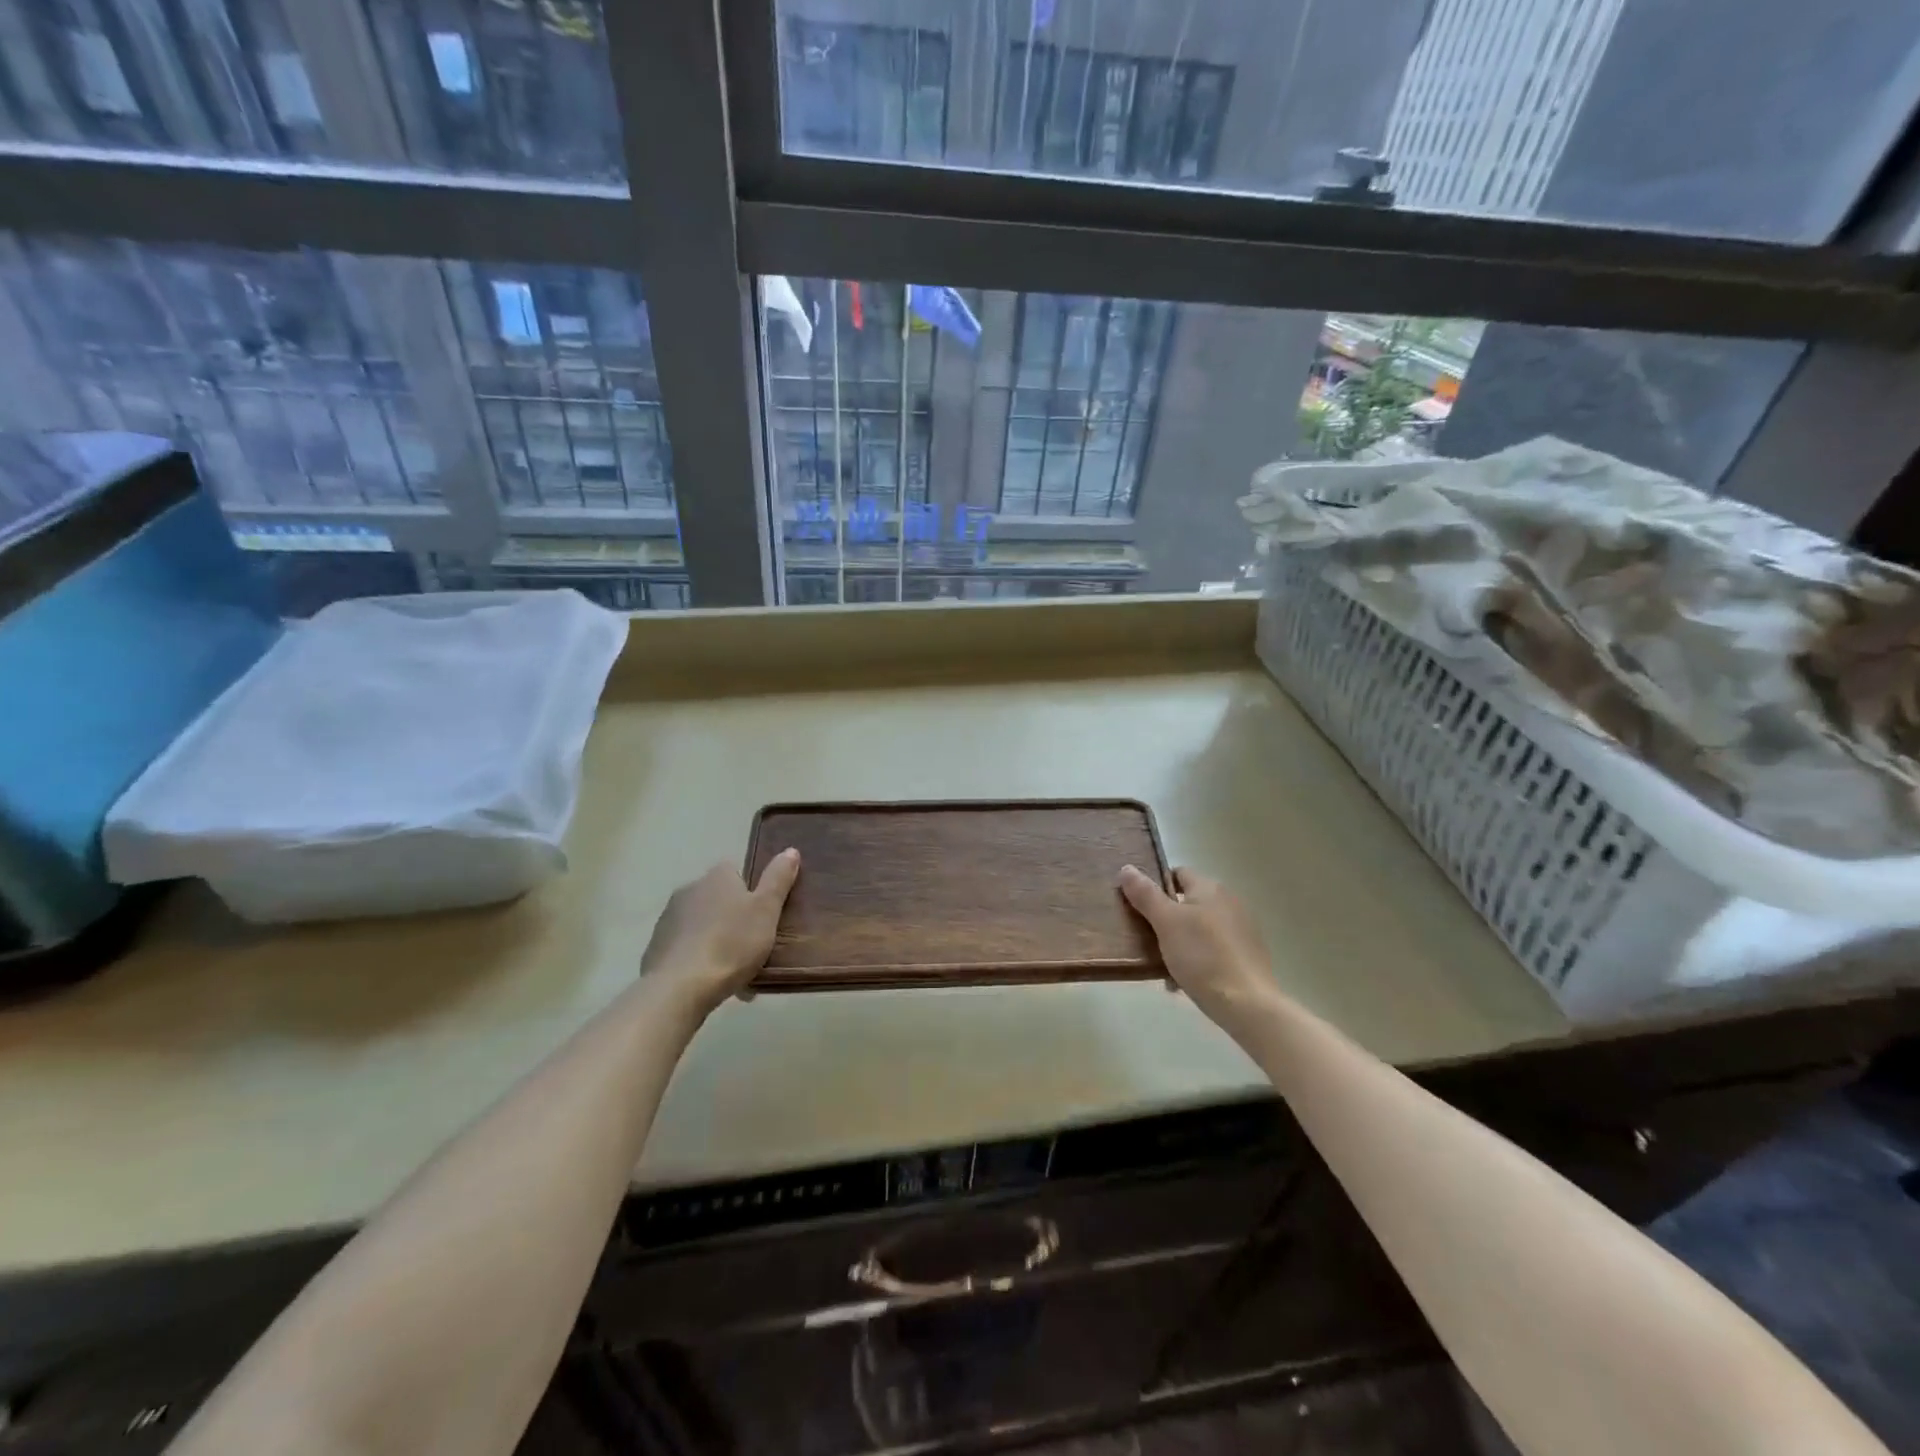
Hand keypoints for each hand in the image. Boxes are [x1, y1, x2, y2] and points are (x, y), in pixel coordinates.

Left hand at [641, 851, 800, 1013]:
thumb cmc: (731, 943)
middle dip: (732, 918)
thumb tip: (790, 850)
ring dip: (715, 939)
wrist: (680, 987)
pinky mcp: (655, 947)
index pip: (735, 872)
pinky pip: (685, 948)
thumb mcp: (766, 910)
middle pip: (717, 899)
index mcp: (717, 877)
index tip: (762, 914)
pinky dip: (697, 959)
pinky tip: (709, 981)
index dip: (750, 891)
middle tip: (752, 945)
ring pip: (701, 925)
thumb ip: (778, 879)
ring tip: (733, 970)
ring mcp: (668, 919)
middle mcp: (689, 890)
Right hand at [1119, 865, 1274, 1025]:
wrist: (1248, 1005)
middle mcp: (1229, 901)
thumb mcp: (1166, 922)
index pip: (1177, 873)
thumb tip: (1127, 868)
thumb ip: (1145, 894)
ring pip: (1199, 928)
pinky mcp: (1247, 954)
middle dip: (1165, 919)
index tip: (1138, 906)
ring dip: (1180, 941)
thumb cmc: (1202, 956)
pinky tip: (1185, 980)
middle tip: (1146, 939)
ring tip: (1163, 964)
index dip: (1155, 885)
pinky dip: (1198, 958)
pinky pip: (1213, 948)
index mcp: (1210, 887)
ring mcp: (1241, 928)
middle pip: (1187, 902)